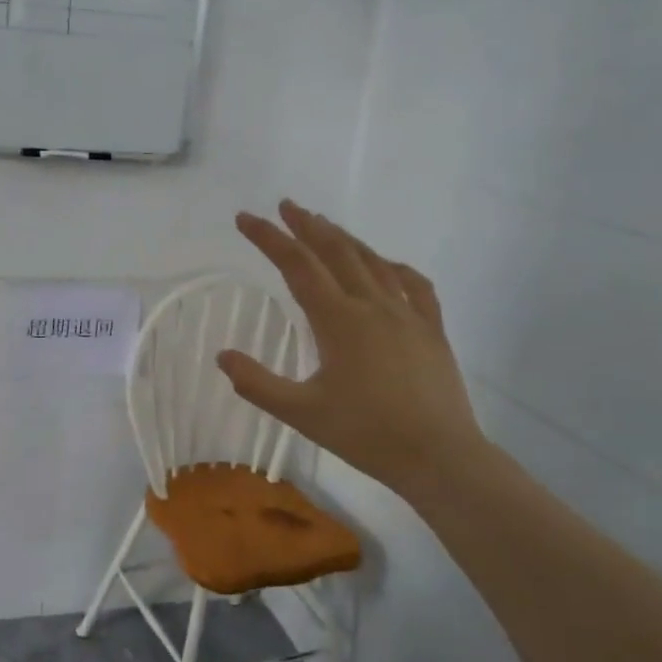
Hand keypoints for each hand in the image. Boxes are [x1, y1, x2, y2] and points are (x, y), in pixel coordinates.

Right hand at [219, 200, 486, 498]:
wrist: (439, 456)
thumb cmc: (366, 434)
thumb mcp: (302, 413)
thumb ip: (257, 383)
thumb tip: (222, 355)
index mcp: (339, 320)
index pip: (297, 265)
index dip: (269, 238)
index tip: (246, 218)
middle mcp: (373, 305)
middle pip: (336, 251)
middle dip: (307, 225)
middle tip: (286, 206)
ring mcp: (407, 314)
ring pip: (372, 262)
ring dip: (344, 239)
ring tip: (324, 225)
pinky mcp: (431, 329)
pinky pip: (413, 284)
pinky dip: (393, 266)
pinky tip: (386, 265)